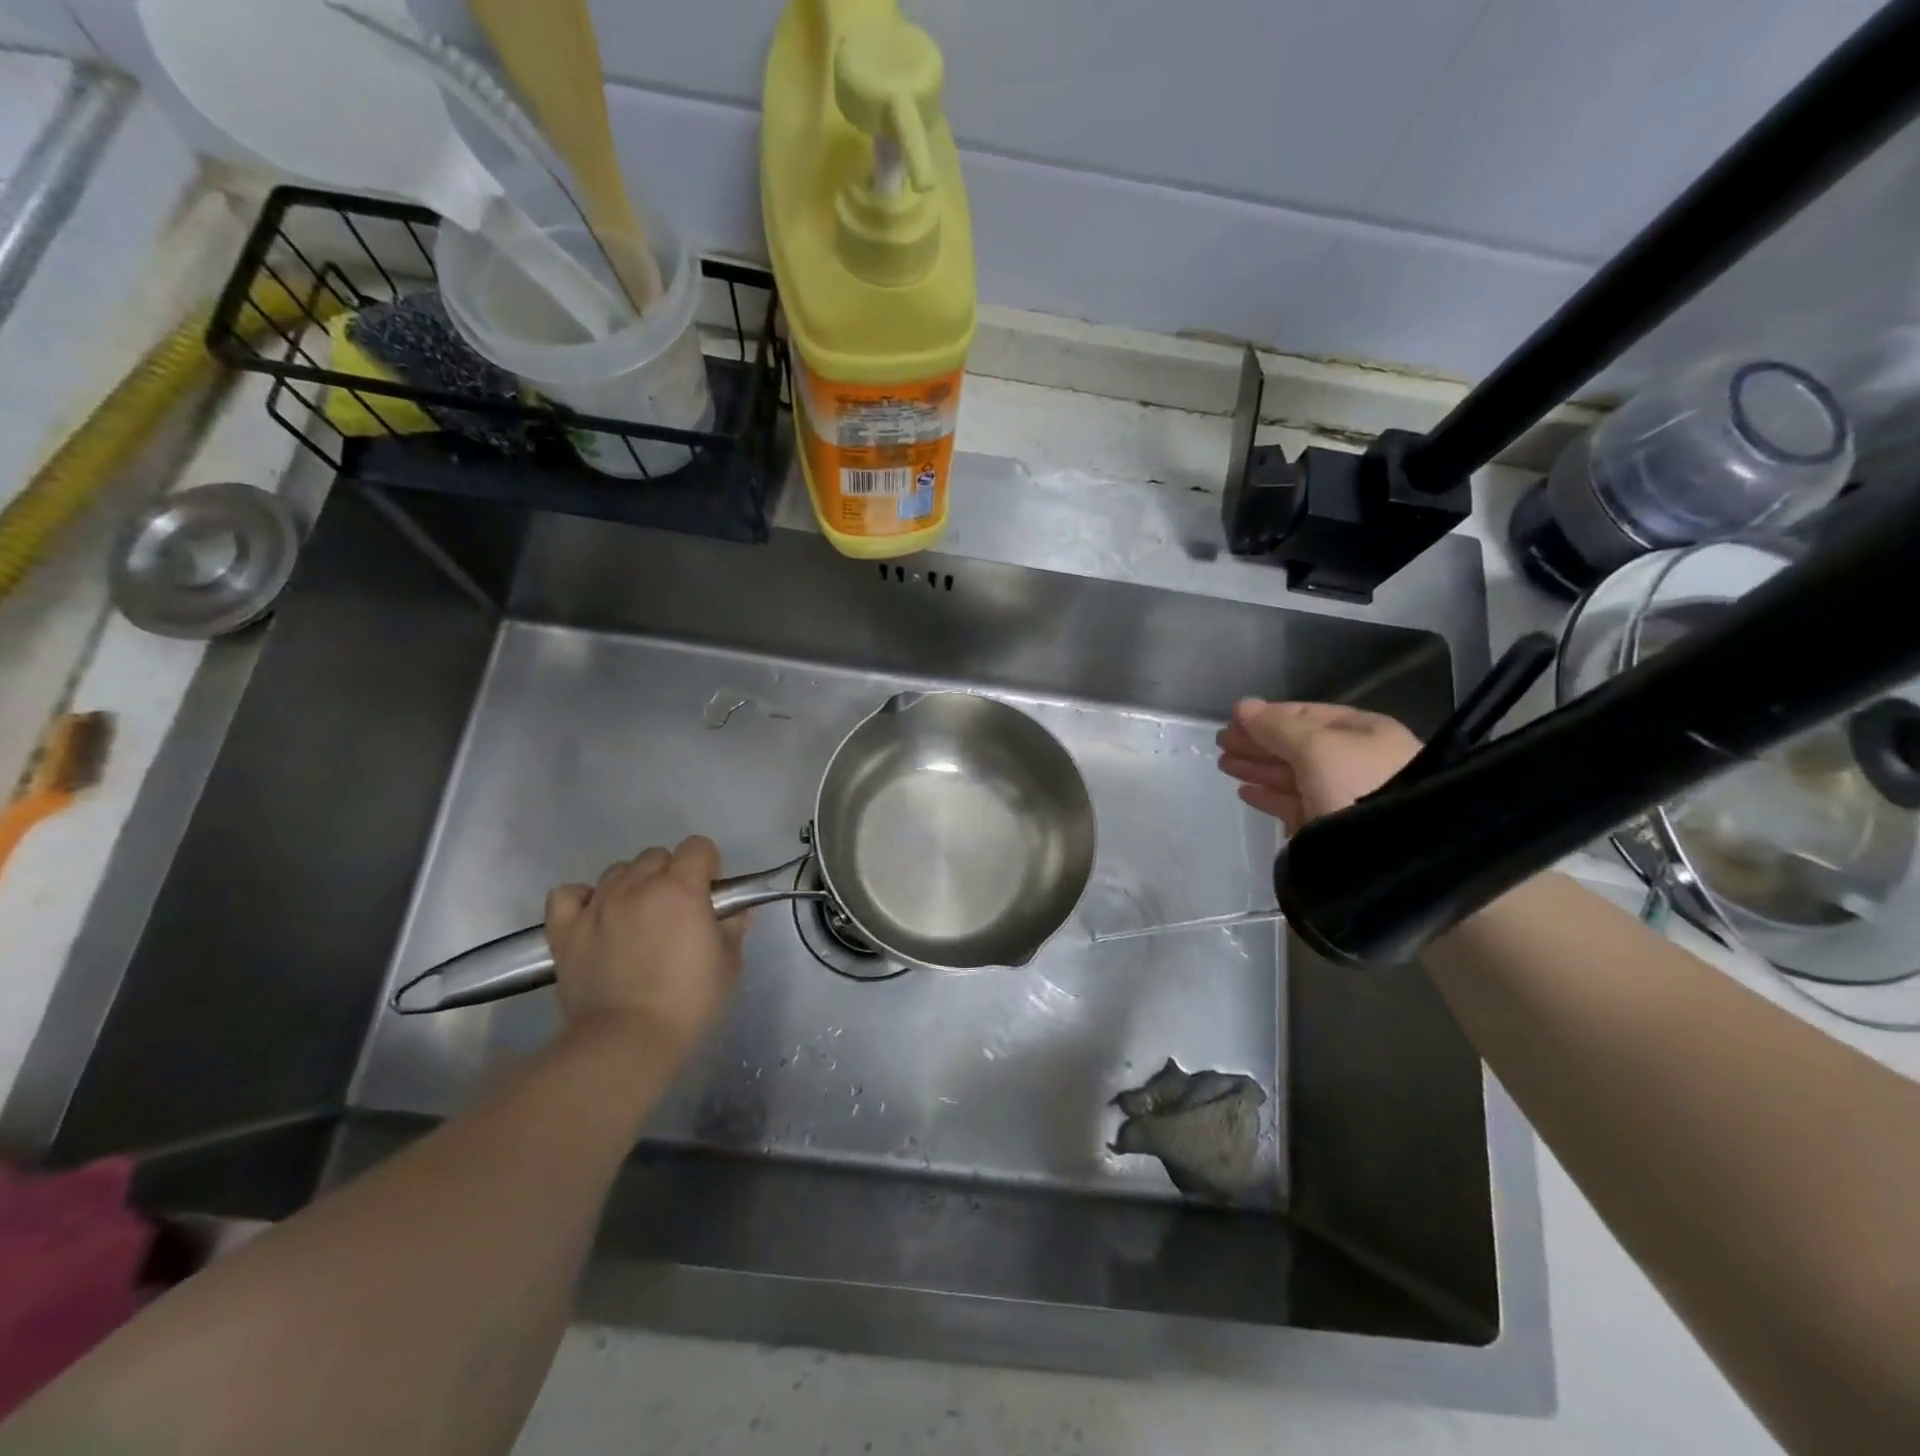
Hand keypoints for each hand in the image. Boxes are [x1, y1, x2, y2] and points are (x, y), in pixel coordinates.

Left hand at [545, 836, 746, 1061]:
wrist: (626, 1043)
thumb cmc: (688, 1003)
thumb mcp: (728, 965)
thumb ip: (733, 928)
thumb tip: (735, 912)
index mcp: (682, 889)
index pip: (698, 847)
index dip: (708, 866)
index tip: (710, 895)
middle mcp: (638, 886)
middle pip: (657, 856)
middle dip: (670, 874)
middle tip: (676, 912)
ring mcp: (598, 905)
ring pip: (618, 871)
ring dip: (633, 885)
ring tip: (637, 918)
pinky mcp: (565, 930)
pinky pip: (569, 894)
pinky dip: (583, 899)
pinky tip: (596, 917)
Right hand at [1217, 701, 1421, 834]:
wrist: (1394, 854)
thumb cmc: (1358, 784)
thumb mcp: (1315, 746)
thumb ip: (1275, 726)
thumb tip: (1242, 706)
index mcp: (1364, 732)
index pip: (1308, 715)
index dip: (1269, 715)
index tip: (1233, 720)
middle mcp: (1356, 760)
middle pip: (1298, 745)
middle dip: (1259, 742)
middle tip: (1221, 743)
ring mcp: (1344, 796)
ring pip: (1293, 775)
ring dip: (1258, 767)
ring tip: (1224, 765)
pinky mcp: (1330, 828)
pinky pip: (1293, 805)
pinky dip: (1268, 796)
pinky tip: (1244, 792)